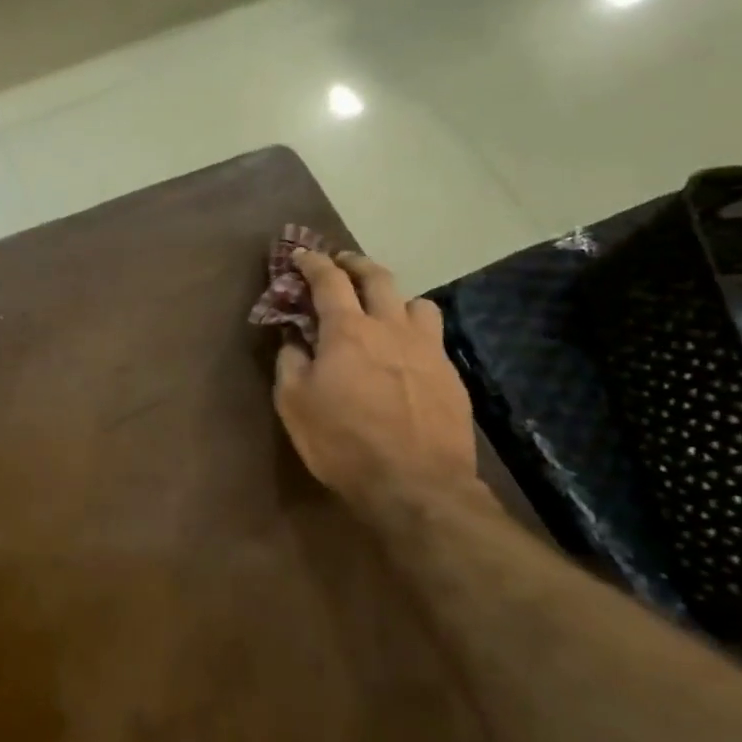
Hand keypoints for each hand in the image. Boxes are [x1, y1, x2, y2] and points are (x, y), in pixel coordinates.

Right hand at [273, 250, 477, 507]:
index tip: (300, 255)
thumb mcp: (293, 403)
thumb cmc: (342, 442)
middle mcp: (391, 328)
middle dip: (355, 264)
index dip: (312, 263)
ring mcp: (428, 350)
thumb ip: (291, 362)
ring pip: (416, 303)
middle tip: (342, 263)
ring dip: (394, 297)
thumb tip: (294, 340)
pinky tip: (405, 353)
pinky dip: (413, 331)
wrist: (416, 486)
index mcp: (348, 331)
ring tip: (383, 309)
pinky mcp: (451, 376)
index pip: (328, 280)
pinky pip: (433, 337)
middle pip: (378, 278)